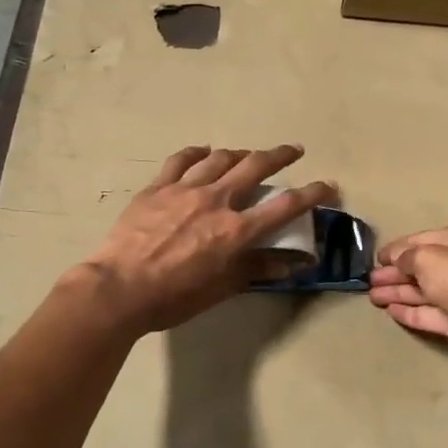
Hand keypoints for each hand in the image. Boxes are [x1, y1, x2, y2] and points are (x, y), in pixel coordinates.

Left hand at [77, 145, 337, 333]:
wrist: (119, 289)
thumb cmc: (174, 297)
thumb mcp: (222, 288)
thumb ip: (259, 269)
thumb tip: (295, 263)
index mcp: (236, 230)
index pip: (286, 205)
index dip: (313, 193)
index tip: (328, 186)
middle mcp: (216, 200)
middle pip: (256, 166)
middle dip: (280, 155)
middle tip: (293, 150)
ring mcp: (184, 189)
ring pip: (220, 158)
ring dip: (240, 153)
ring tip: (248, 155)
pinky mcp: (157, 187)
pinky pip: (181, 160)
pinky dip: (197, 153)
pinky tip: (203, 152)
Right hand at [368, 223, 447, 365]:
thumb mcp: (427, 257)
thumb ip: (406, 257)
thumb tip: (396, 260)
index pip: (420, 240)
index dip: (396, 249)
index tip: (375, 258)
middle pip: (420, 267)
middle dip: (394, 273)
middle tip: (369, 281)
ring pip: (422, 291)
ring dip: (397, 292)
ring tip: (372, 297)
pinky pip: (427, 313)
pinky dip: (409, 311)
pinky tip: (390, 310)